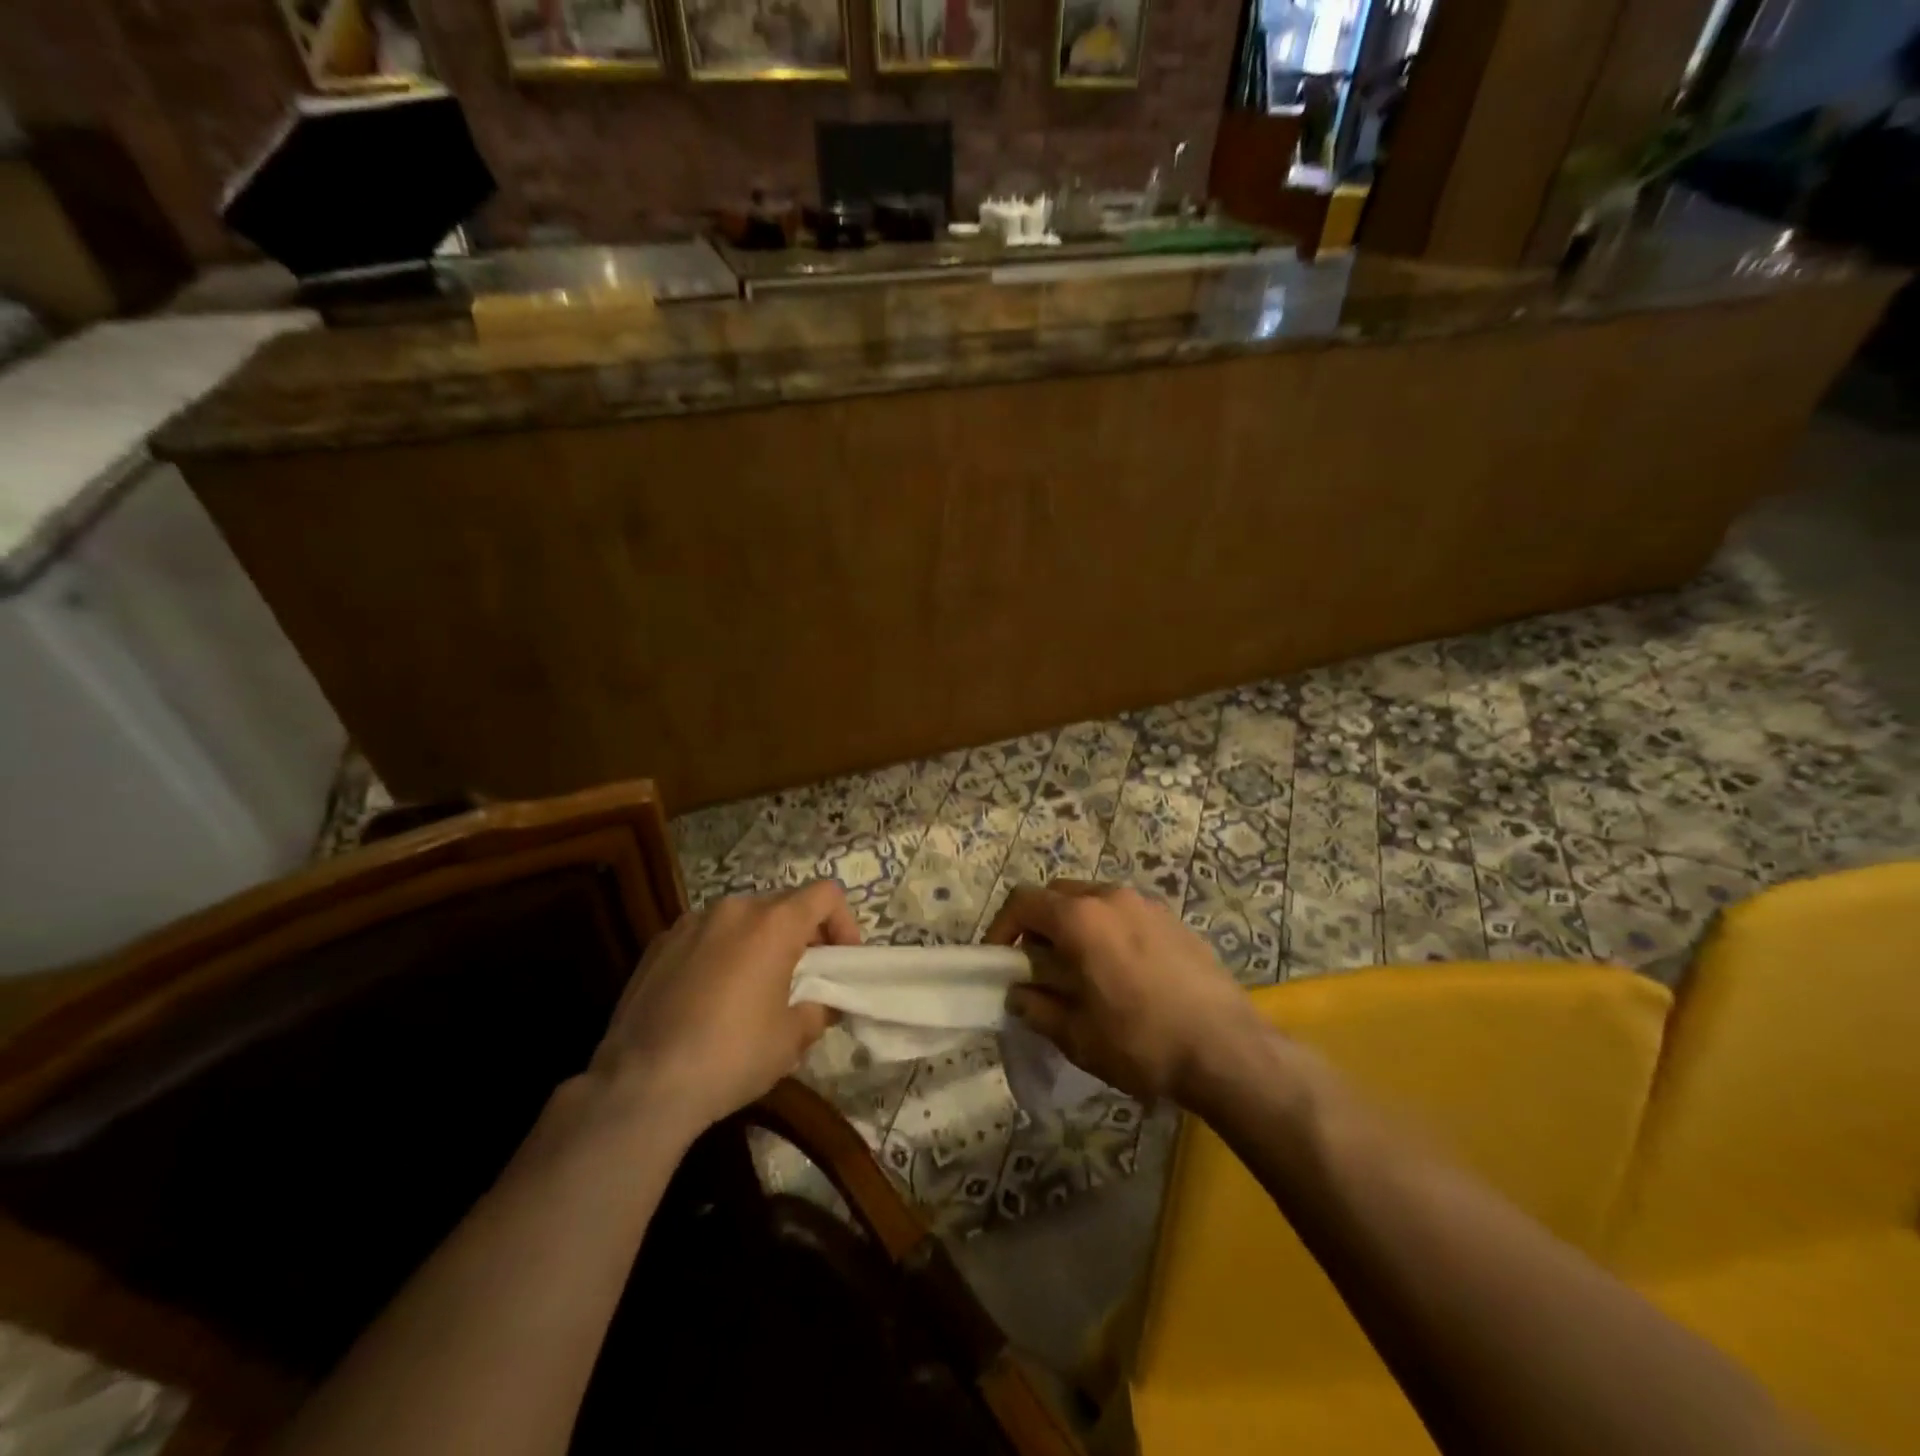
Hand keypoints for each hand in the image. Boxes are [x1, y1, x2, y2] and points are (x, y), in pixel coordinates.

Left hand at [591, 883, 856, 1134]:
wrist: (641, 1085)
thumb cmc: (731, 1056)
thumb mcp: (791, 1041)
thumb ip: (817, 1010)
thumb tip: (819, 1005)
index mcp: (773, 923)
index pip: (825, 895)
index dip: (844, 922)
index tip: (840, 961)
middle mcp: (733, 909)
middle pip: (782, 905)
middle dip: (800, 935)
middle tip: (802, 978)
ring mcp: (690, 923)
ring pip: (741, 920)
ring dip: (758, 943)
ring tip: (753, 988)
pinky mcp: (658, 944)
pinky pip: (704, 937)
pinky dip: (720, 954)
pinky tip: (709, 998)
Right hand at [984, 880, 1262, 1102]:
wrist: (1228, 1050)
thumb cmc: (1142, 1042)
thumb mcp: (1077, 1035)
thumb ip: (1038, 1008)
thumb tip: (1018, 994)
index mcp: (1081, 919)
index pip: (1023, 902)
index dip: (1001, 927)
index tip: (997, 959)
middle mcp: (1112, 897)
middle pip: (1058, 895)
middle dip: (1038, 924)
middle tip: (1037, 965)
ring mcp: (1147, 905)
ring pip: (1093, 900)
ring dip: (1075, 925)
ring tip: (1080, 968)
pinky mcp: (1174, 920)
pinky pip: (1126, 913)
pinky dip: (1108, 930)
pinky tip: (1122, 972)